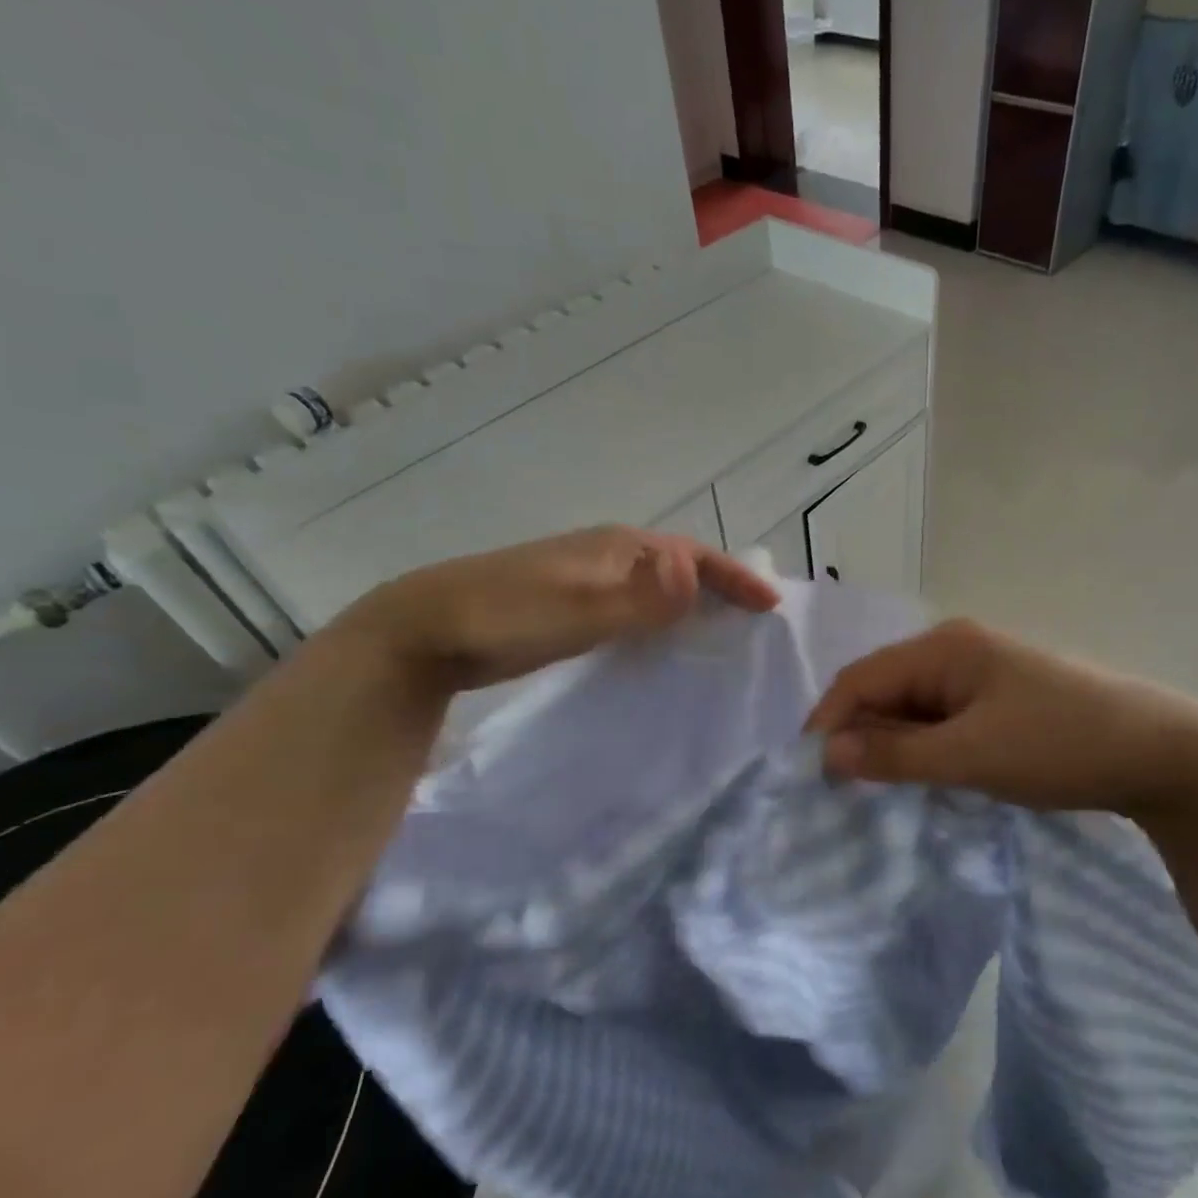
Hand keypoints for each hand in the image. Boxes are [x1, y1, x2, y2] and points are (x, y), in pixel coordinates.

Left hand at [335, 526, 779, 690]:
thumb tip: (699, 577)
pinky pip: (633, 607)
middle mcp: (609, 556)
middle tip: (753, 623)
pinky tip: (659, 649)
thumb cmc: (508, 615)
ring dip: (691, 606)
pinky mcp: (570, 604)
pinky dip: (659, 622)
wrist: (427, 629)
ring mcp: (587, 579)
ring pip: (656, 587)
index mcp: (620, 548)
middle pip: (681, 567)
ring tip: (719, 638)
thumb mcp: (579, 609)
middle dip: (720, 589)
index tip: (770, 607)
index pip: (695, 556)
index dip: (735, 578)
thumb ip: (640, 598)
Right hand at [805, 619, 1197, 814]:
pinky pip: (942, 719)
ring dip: (891, 744)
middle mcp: (956, 649)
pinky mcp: (1000, 698)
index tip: (807, 773)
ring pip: (913, 707)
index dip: (828, 721)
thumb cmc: (1060, 745)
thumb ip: (896, 755)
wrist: (1163, 753)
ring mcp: (981, 673)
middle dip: (858, 735)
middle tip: (841, 790)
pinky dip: (923, 747)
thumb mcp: (971, 755)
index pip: (861, 678)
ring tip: (876, 789)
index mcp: (944, 648)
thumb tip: (827, 754)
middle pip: (884, 689)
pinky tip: (923, 776)